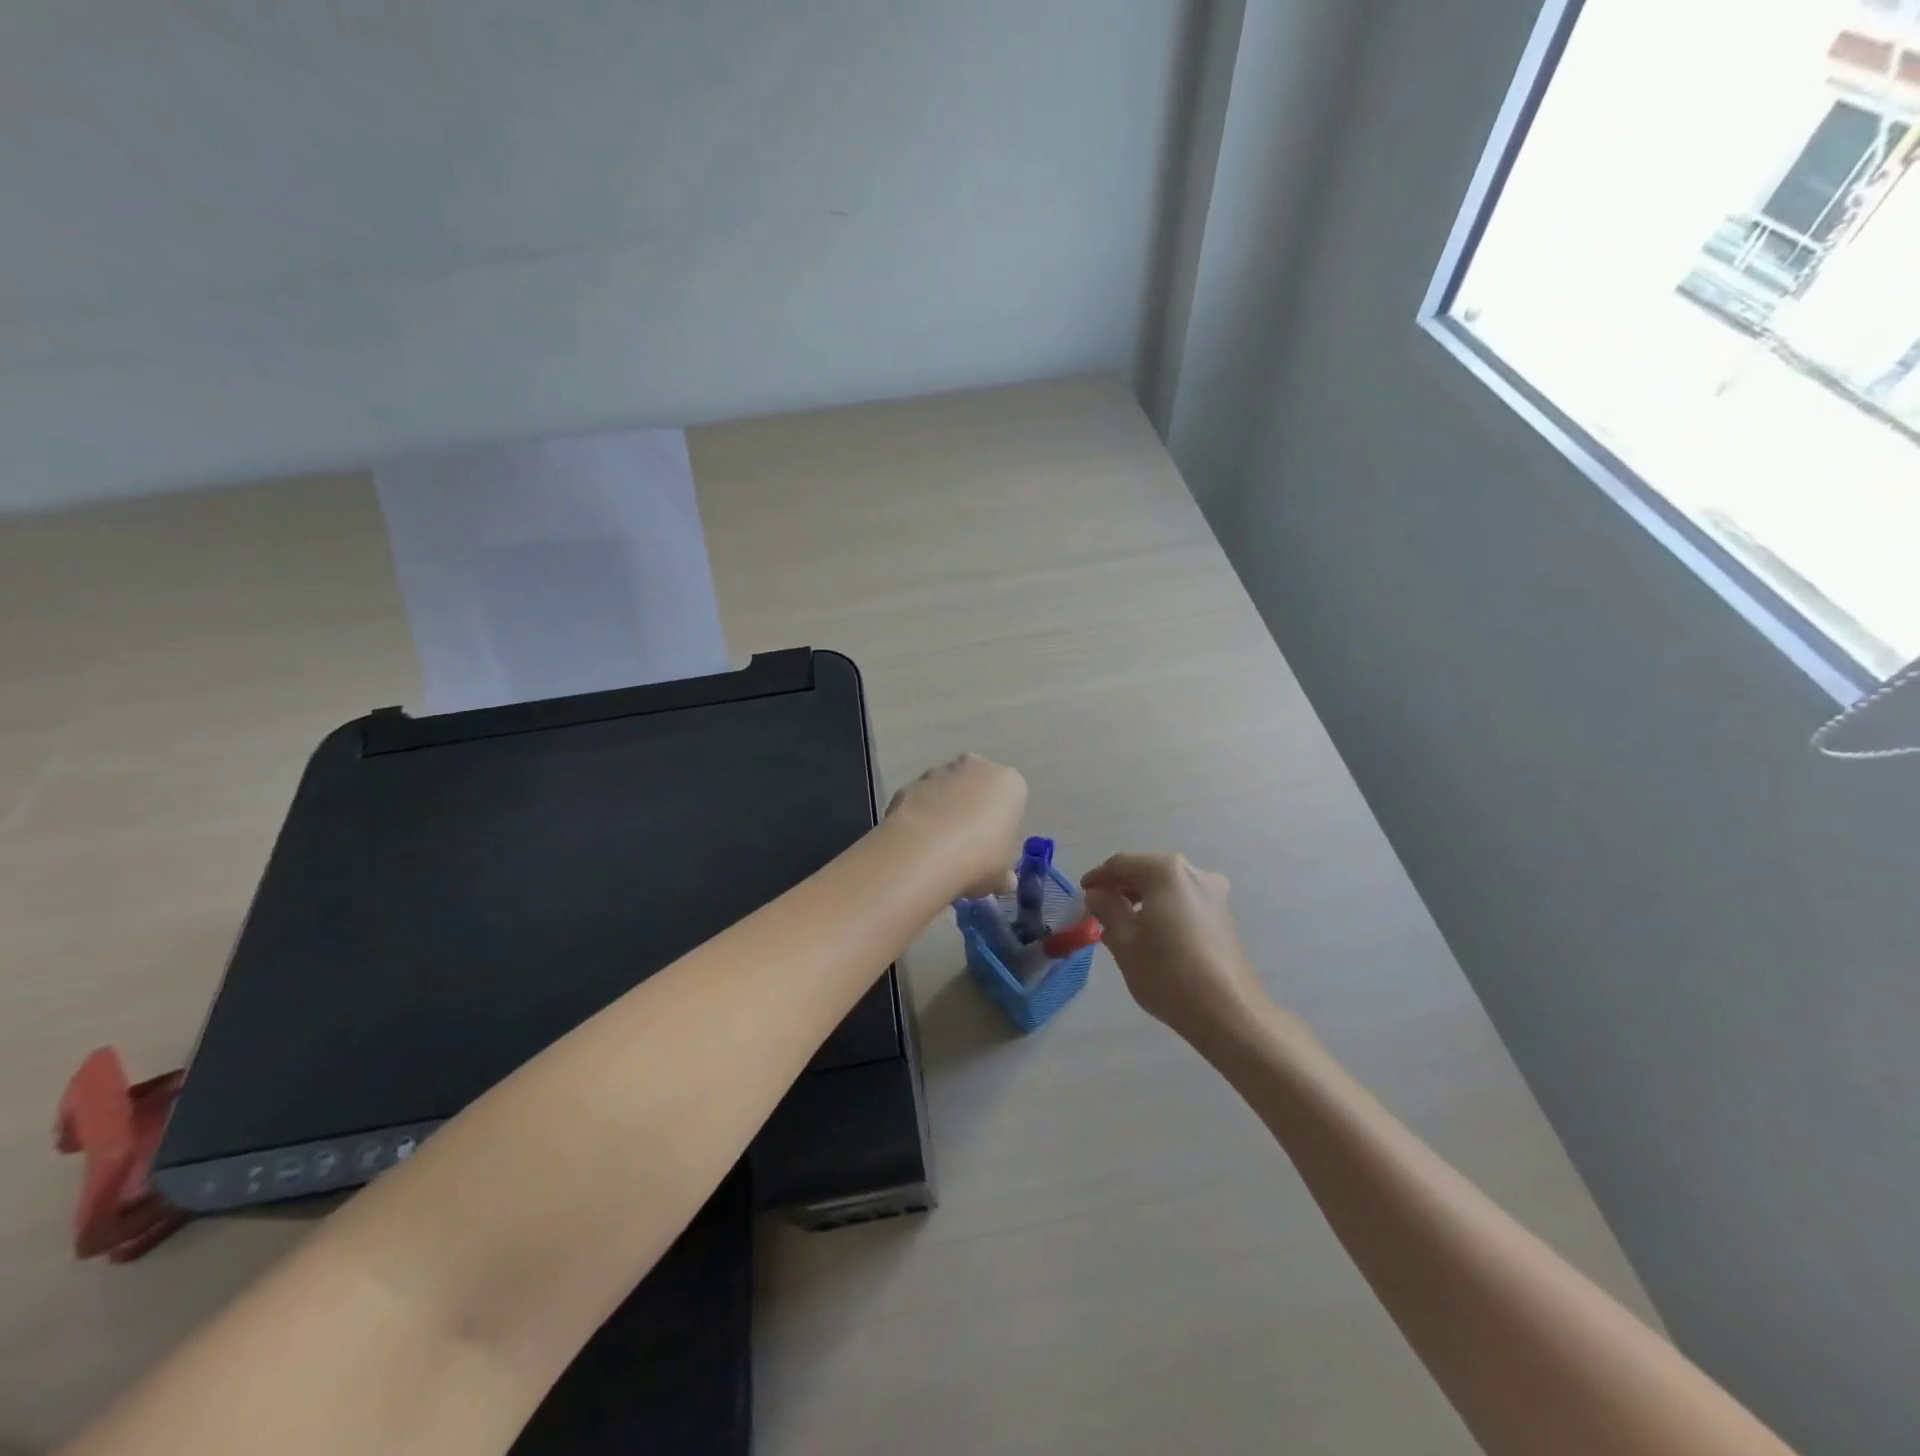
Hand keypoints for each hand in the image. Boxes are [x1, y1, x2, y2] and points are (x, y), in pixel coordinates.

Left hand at [884, 754, 1027, 899]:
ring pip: (945, 790)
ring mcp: (938, 772)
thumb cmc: (981, 856)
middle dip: (972, 807)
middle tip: (966, 844)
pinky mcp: (908, 784)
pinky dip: (918, 816)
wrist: (928, 850)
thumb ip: (1004, 873)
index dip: (1002, 823)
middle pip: (976, 786)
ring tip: (937, 848)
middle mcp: (975, 767)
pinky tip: (916, 844)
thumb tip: (1005, 881)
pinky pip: (918, 800)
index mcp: (1008, 782)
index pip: (1011, 797)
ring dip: (943, 810)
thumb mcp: (1002, 874)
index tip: (993, 846)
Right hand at [1082, 853, 1269, 1045]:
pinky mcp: (1223, 914)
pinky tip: (1153, 931)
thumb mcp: (1124, 942)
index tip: (1083, 895)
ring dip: (1143, 896)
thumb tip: (1098, 894)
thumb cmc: (1167, 974)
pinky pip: (1184, 899)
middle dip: (1122, 886)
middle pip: (1147, 870)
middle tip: (1100, 908)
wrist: (1228, 1012)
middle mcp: (1193, 872)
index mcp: (1165, 872)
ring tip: (1124, 922)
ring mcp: (1213, 893)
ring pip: (1167, 885)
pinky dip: (1164, 906)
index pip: (1121, 864)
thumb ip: (1107, 909)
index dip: (1098, 877)